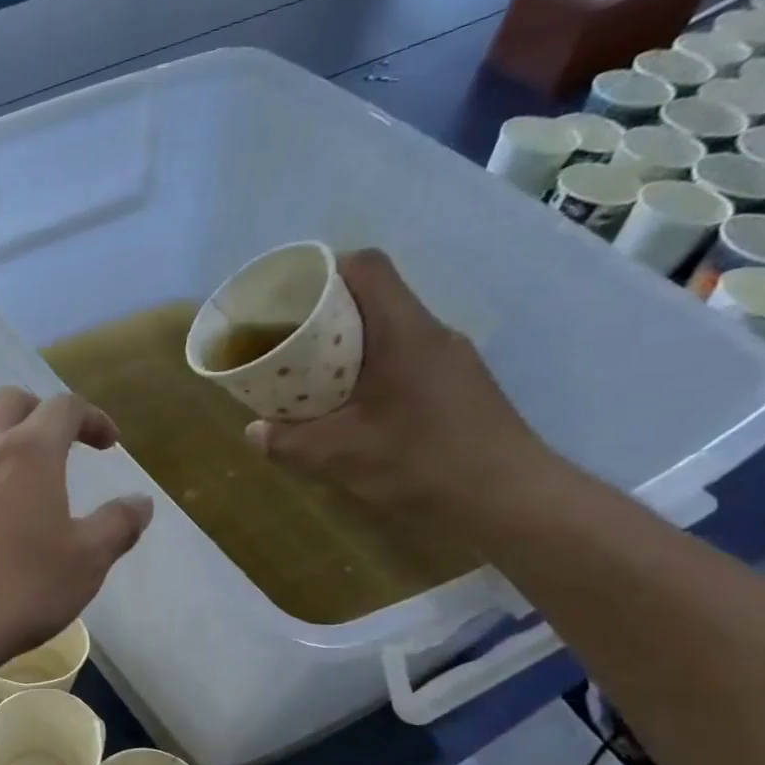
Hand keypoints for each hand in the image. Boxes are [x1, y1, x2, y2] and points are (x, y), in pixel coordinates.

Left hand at [0, 388, 153, 683]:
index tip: (108, 444)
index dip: (92, 417)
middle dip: (40, 414)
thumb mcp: (86, 563)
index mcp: (28, 453)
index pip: (64, 407)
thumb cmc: (18, 590)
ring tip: (19, 503)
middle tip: (60, 447)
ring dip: (2, 458)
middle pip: (9, 404)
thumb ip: (118, 525)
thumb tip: (140, 502)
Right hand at [248, 249, 557, 515]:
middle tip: (287, 342)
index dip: (325, 269)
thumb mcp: (341, 454)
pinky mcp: (457, 384)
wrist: (509, 497)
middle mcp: (431, 333)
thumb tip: (254, 432)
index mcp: (403, 332)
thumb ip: (290, 441)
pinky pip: (404, 357)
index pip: (368, 267)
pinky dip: (370, 368)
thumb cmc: (423, 462)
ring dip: (347, 345)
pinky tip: (351, 406)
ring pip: (389, 330)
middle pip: (375, 298)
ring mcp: (449, 358)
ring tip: (310, 376)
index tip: (288, 296)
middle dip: (326, 313)